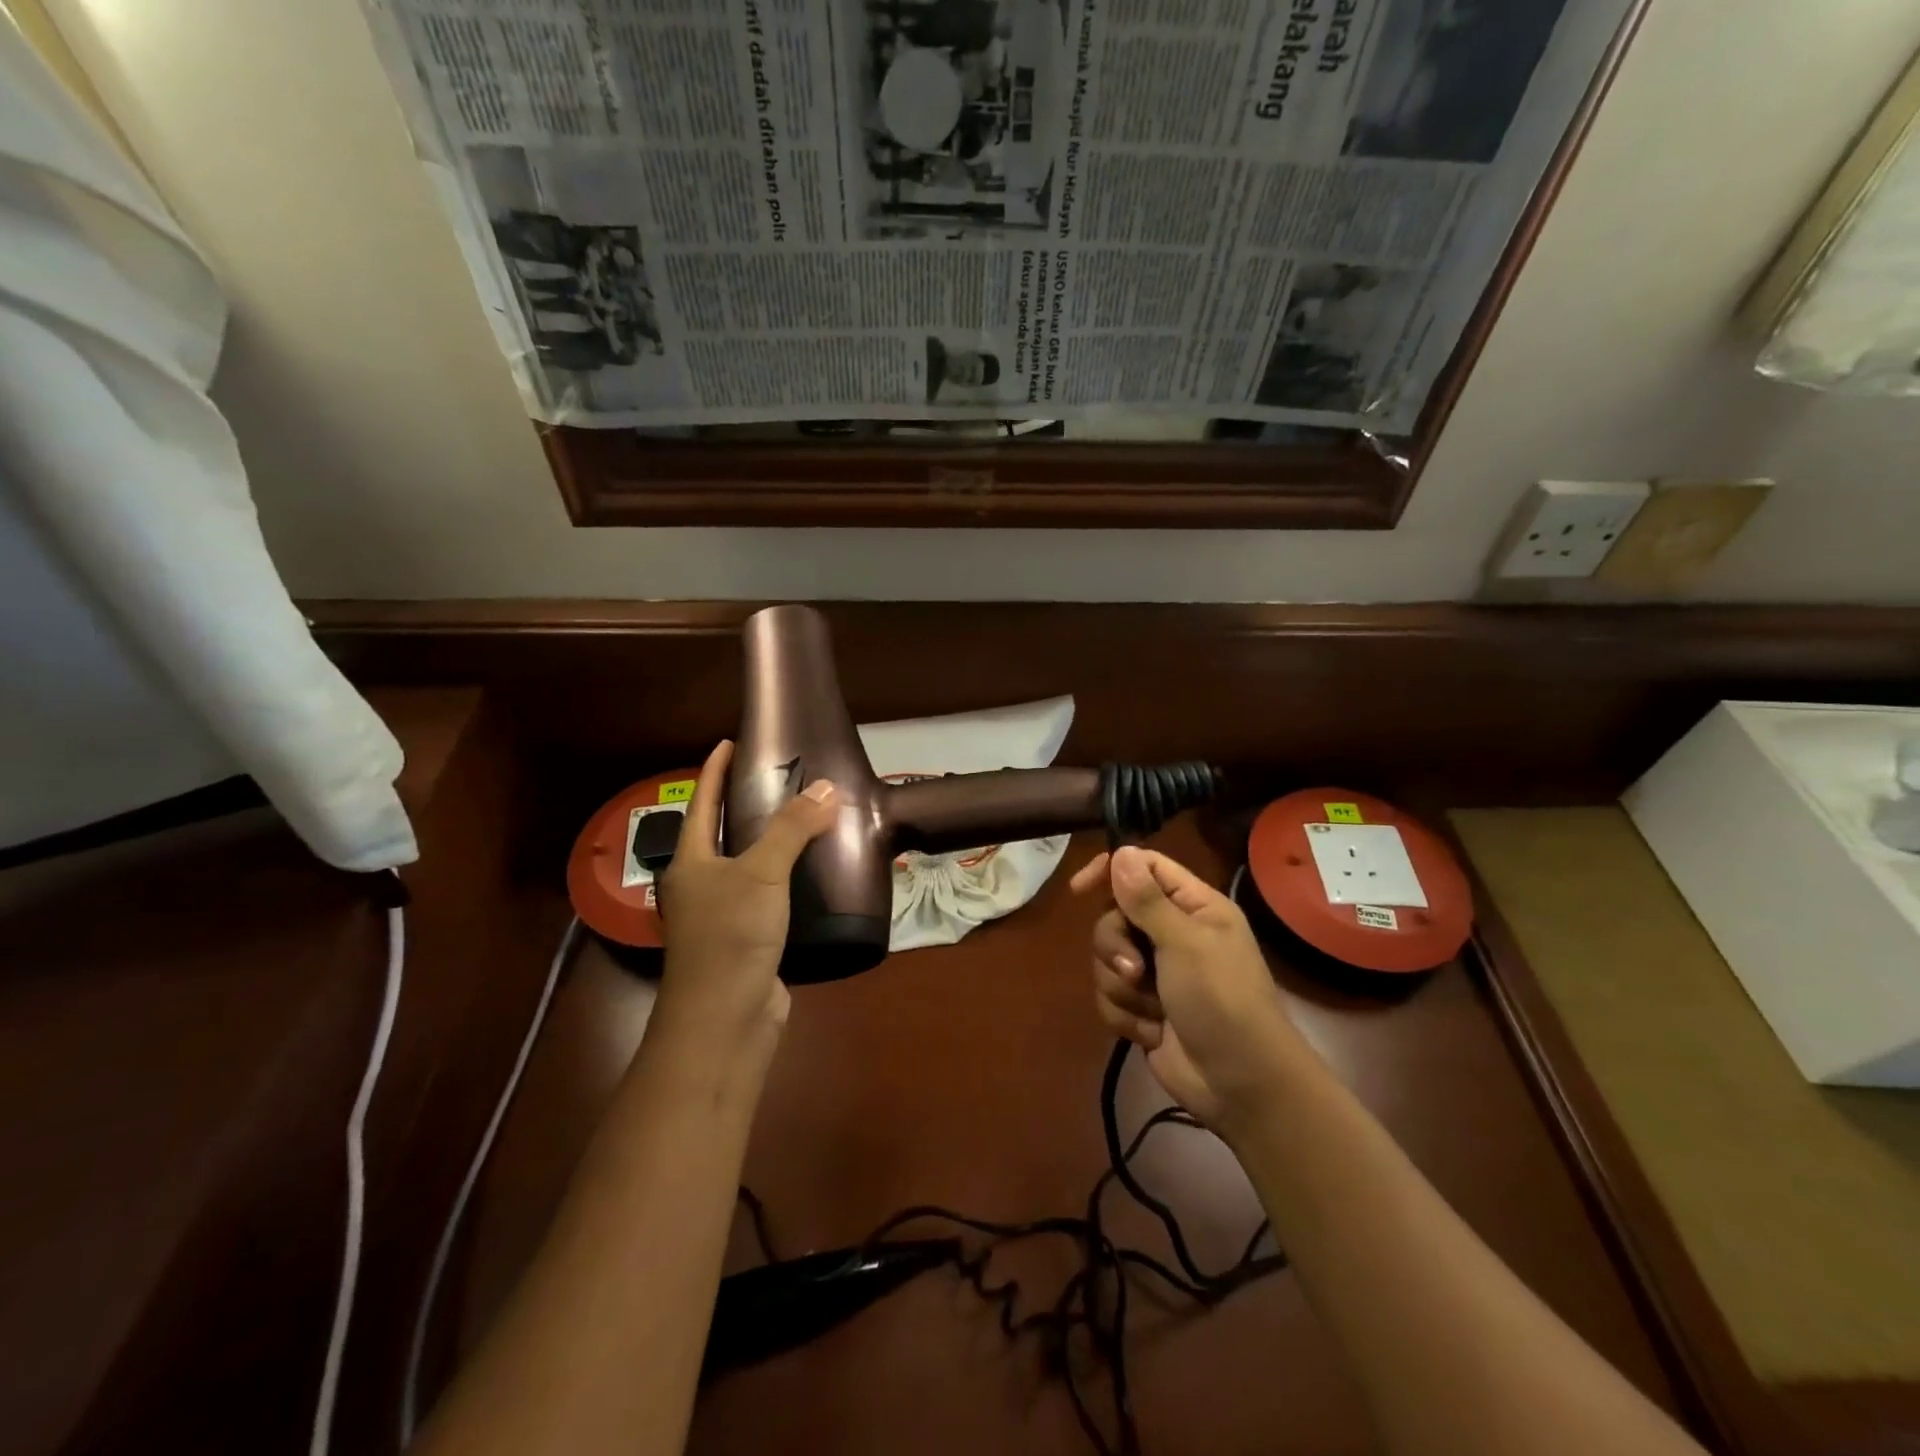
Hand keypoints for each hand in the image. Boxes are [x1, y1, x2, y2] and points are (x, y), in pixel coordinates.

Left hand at [655, 740, 837, 1045]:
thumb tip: (827, 787)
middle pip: (723, 834)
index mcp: (692, 863)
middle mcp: (702, 885)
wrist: (725, 1021)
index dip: (714, 771)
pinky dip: (791, 879)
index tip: (729, 741)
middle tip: (781, 777)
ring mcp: (724, 916)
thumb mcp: (762, 874)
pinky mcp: (750, 940)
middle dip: (746, 805)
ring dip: (774, 843)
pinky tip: (817, 872)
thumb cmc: (731, 937)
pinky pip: (771, 897)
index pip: (702, 803)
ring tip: (807, 817)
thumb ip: (792, 829)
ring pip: (751, 867)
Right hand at [1071, 847, 1317, 1136]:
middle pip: (1114, 916)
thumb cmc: (1222, 1001)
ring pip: (1106, 959)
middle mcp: (1172, 933)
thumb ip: (1147, 899)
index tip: (1080, 888)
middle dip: (1115, 946)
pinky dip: (1126, 1016)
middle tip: (1135, 970)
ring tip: (1152, 1010)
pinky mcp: (1142, 1008)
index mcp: (1193, 907)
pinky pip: (1109, 996)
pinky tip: (1151, 1033)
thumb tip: (1121, 851)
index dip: (1111, 871)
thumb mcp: (1185, 943)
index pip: (1144, 868)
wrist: (1240, 1084)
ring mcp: (1156, 972)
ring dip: (1122, 988)